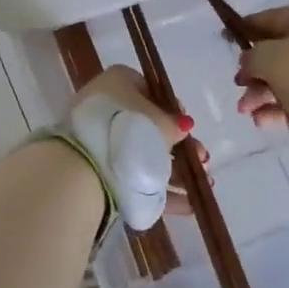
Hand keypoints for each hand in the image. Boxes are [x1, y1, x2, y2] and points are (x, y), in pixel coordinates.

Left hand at [70, 66, 209, 216]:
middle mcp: (105, 106)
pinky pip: (132, 177)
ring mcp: (97, 139)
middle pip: (147, 126)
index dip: (172, 109)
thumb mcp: (161, 123)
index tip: (187, 128)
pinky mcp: (94, 169)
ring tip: (200, 186)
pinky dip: (157, 189)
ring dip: (173, 171)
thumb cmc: (130, 130)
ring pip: (140, 153)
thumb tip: (181, 126)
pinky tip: (186, 205)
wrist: (87, 168)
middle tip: (201, 160)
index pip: (149, 90)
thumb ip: (175, 124)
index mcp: (117, 82)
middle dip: (178, 146)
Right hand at [234, 5, 288, 132]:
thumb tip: (249, 61)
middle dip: (254, 74)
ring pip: (288, 79)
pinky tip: (267, 121)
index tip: (226, 41)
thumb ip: (252, 57)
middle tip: (240, 90)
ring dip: (264, 95)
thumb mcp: (270, 58)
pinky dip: (282, 108)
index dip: (245, 29)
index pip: (268, 19)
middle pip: (277, 53)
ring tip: (250, 114)